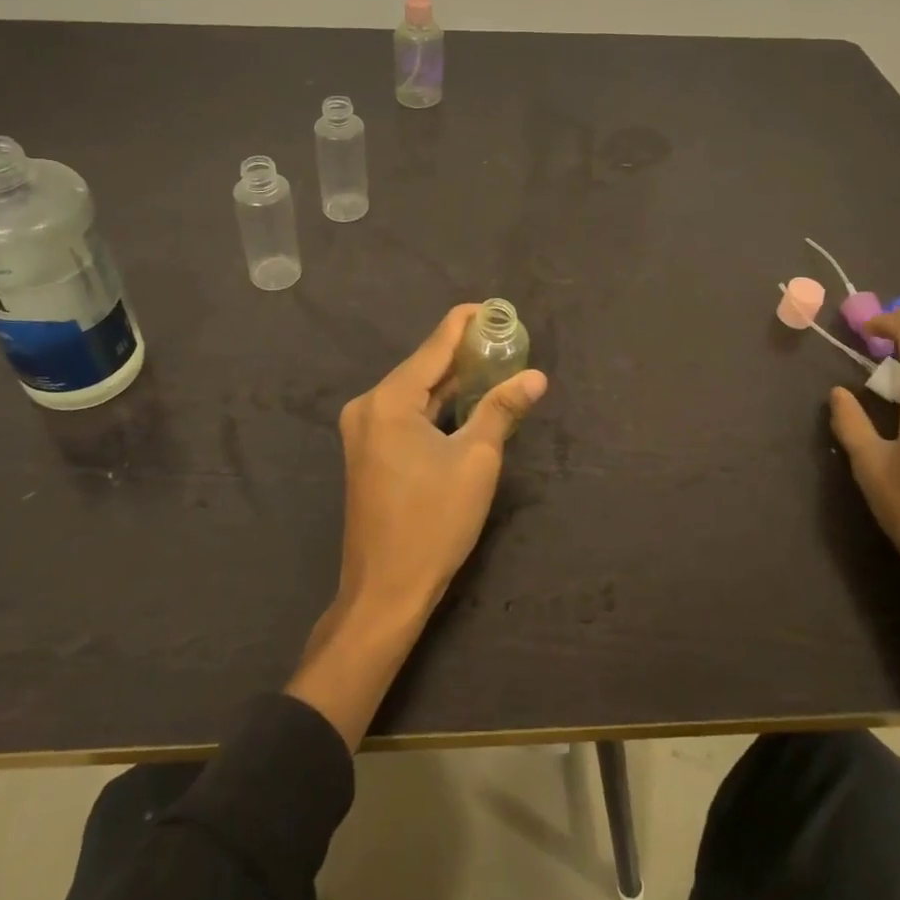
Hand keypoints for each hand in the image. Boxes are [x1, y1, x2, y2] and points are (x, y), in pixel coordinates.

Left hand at [334, 303, 549, 621]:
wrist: (385, 591)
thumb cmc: (433, 522)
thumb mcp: (476, 460)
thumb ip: (501, 409)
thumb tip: (535, 376)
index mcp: (389, 400)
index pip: (435, 345)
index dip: (466, 323)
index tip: (496, 308)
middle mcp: (368, 405)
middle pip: (423, 367)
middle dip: (464, 353)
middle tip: (506, 339)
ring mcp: (364, 430)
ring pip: (415, 391)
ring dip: (452, 381)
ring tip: (495, 363)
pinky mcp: (368, 450)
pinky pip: (406, 413)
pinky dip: (436, 406)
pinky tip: (466, 400)